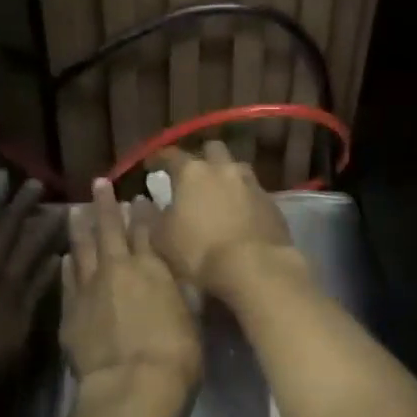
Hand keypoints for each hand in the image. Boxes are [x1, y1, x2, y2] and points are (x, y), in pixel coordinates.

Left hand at [0, 178, 61, 380]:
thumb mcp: (17, 328)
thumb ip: (36, 292)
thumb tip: (54, 260)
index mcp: (9, 278)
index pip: (32, 242)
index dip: (47, 224)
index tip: (60, 205)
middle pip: (5, 227)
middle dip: (21, 205)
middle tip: (33, 183)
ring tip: (5, 194)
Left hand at [61, 179, 199, 402]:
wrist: (131, 384)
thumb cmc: (175, 352)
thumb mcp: (192, 316)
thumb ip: (183, 291)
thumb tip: (185, 274)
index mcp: (153, 267)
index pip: (146, 231)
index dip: (143, 213)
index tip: (139, 197)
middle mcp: (119, 268)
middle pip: (110, 229)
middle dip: (105, 205)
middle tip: (98, 183)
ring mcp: (90, 287)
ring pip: (82, 248)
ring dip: (80, 227)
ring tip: (75, 209)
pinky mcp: (70, 311)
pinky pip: (67, 279)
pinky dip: (66, 264)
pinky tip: (65, 256)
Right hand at [150, 141, 299, 295]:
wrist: (254, 267)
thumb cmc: (199, 251)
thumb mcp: (162, 239)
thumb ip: (152, 218)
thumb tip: (145, 204)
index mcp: (193, 173)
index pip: (171, 155)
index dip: (159, 158)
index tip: (151, 166)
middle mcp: (224, 169)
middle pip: (213, 149)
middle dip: (203, 157)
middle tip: (194, 175)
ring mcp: (251, 184)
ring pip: (237, 168)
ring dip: (227, 176)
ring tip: (220, 194)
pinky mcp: (271, 203)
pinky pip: (254, 192)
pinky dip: (245, 198)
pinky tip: (241, 215)